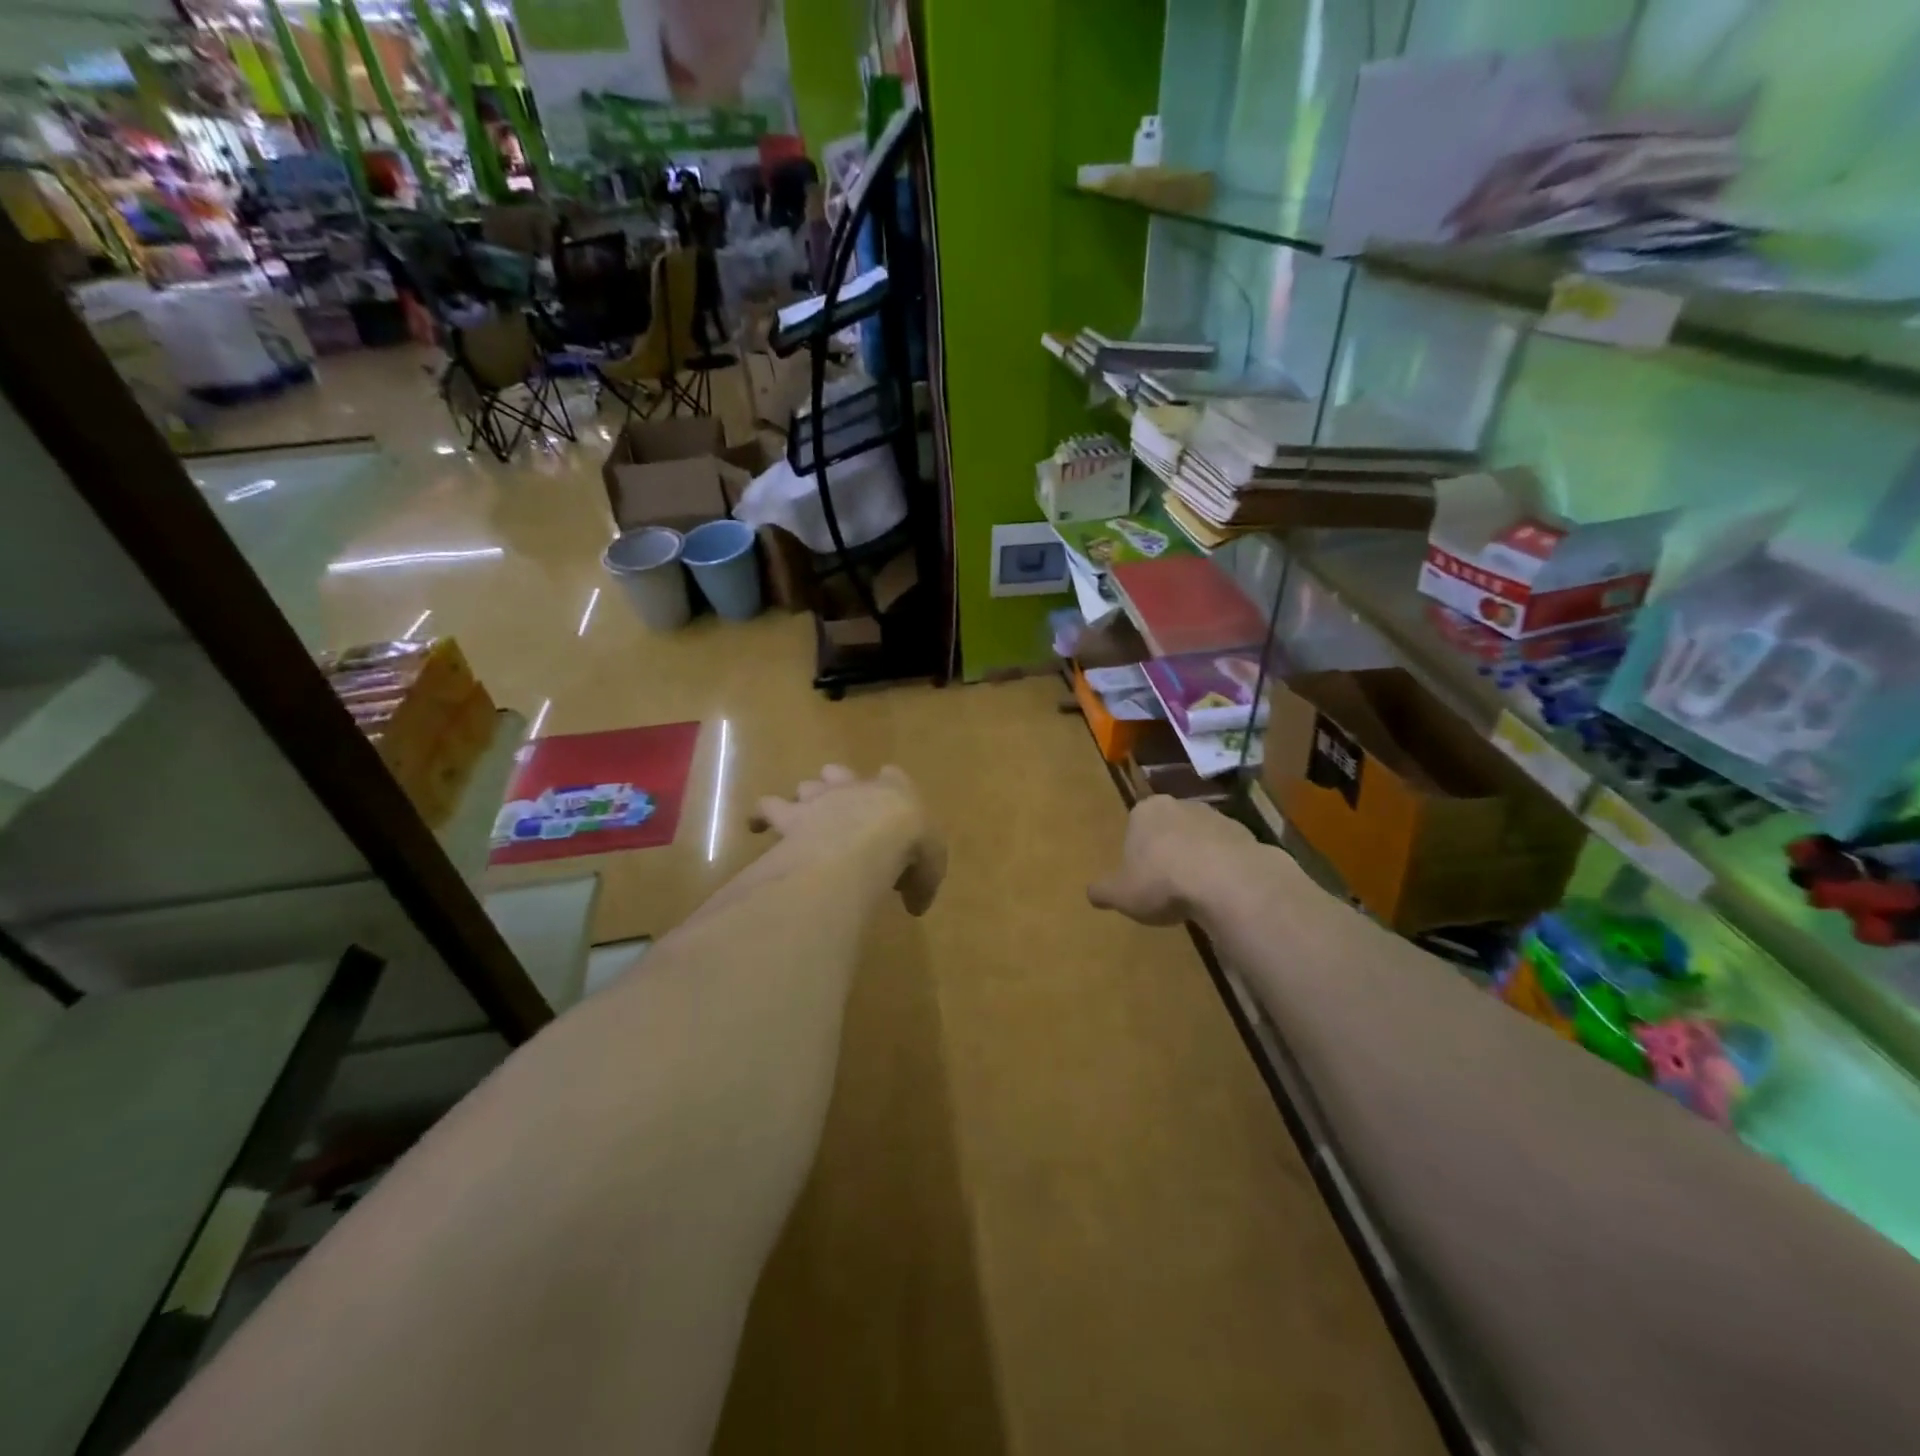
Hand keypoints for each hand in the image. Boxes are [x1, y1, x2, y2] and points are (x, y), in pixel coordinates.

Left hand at [750, 765, 947, 916]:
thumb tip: (916, 905)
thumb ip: (922, 884)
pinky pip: (767, 808)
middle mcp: (854, 787)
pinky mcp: (791, 815)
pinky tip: (755, 826)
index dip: (890, 786)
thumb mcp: (930, 869)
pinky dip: (761, 816)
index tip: (890, 804)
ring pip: (805, 786)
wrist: (869, 836)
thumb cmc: (908, 845)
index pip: (893, 776)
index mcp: (894, 791)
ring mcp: (819, 798)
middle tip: (838, 806)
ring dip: (802, 799)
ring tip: (796, 815)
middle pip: (840, 773)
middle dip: (837, 785)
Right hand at [1088, 795, 1256, 926]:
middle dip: (1168, 851)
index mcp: (1145, 812)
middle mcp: (1180, 806)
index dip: (1137, 852)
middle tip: (1167, 885)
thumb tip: (1091, 893)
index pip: (1135, 825)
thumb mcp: (1121, 895)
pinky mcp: (1245, 834)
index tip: (1140, 876)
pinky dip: (1223, 868)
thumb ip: (1103, 891)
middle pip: (1169, 828)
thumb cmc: (1162, 882)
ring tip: (1196, 894)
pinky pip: (1227, 852)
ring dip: (1198, 859)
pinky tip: (1221, 893)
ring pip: (1200, 838)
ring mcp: (1216, 817)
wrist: (1226, 882)